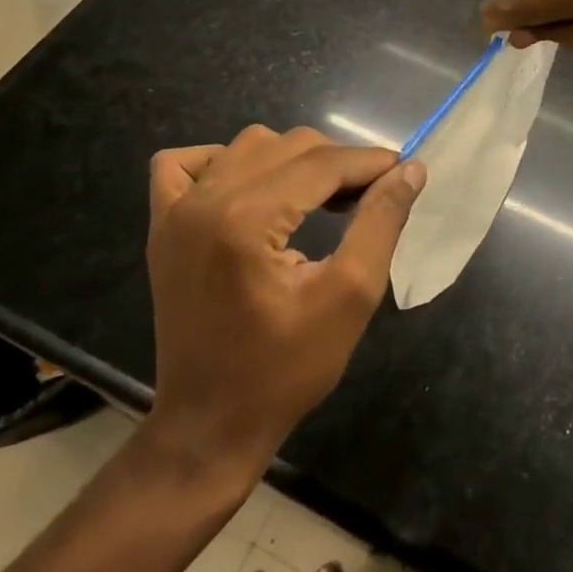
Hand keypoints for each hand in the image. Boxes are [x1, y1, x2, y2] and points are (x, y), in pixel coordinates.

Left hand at [138, 126, 424, 481]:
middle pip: (289, 146)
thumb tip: (409, 170)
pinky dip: (221, 162)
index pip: (322, 162)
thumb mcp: (350, 297)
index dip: (369, 162)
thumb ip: (381, 222)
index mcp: (247, 219)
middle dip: (338, 162)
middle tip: (369, 196)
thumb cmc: (285, 369)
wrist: (210, 426)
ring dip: (292, 159)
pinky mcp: (162, 227)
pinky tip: (249, 188)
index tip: (403, 171)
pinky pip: (183, 164)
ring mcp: (175, 212)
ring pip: (247, 146)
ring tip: (321, 197)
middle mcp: (205, 201)